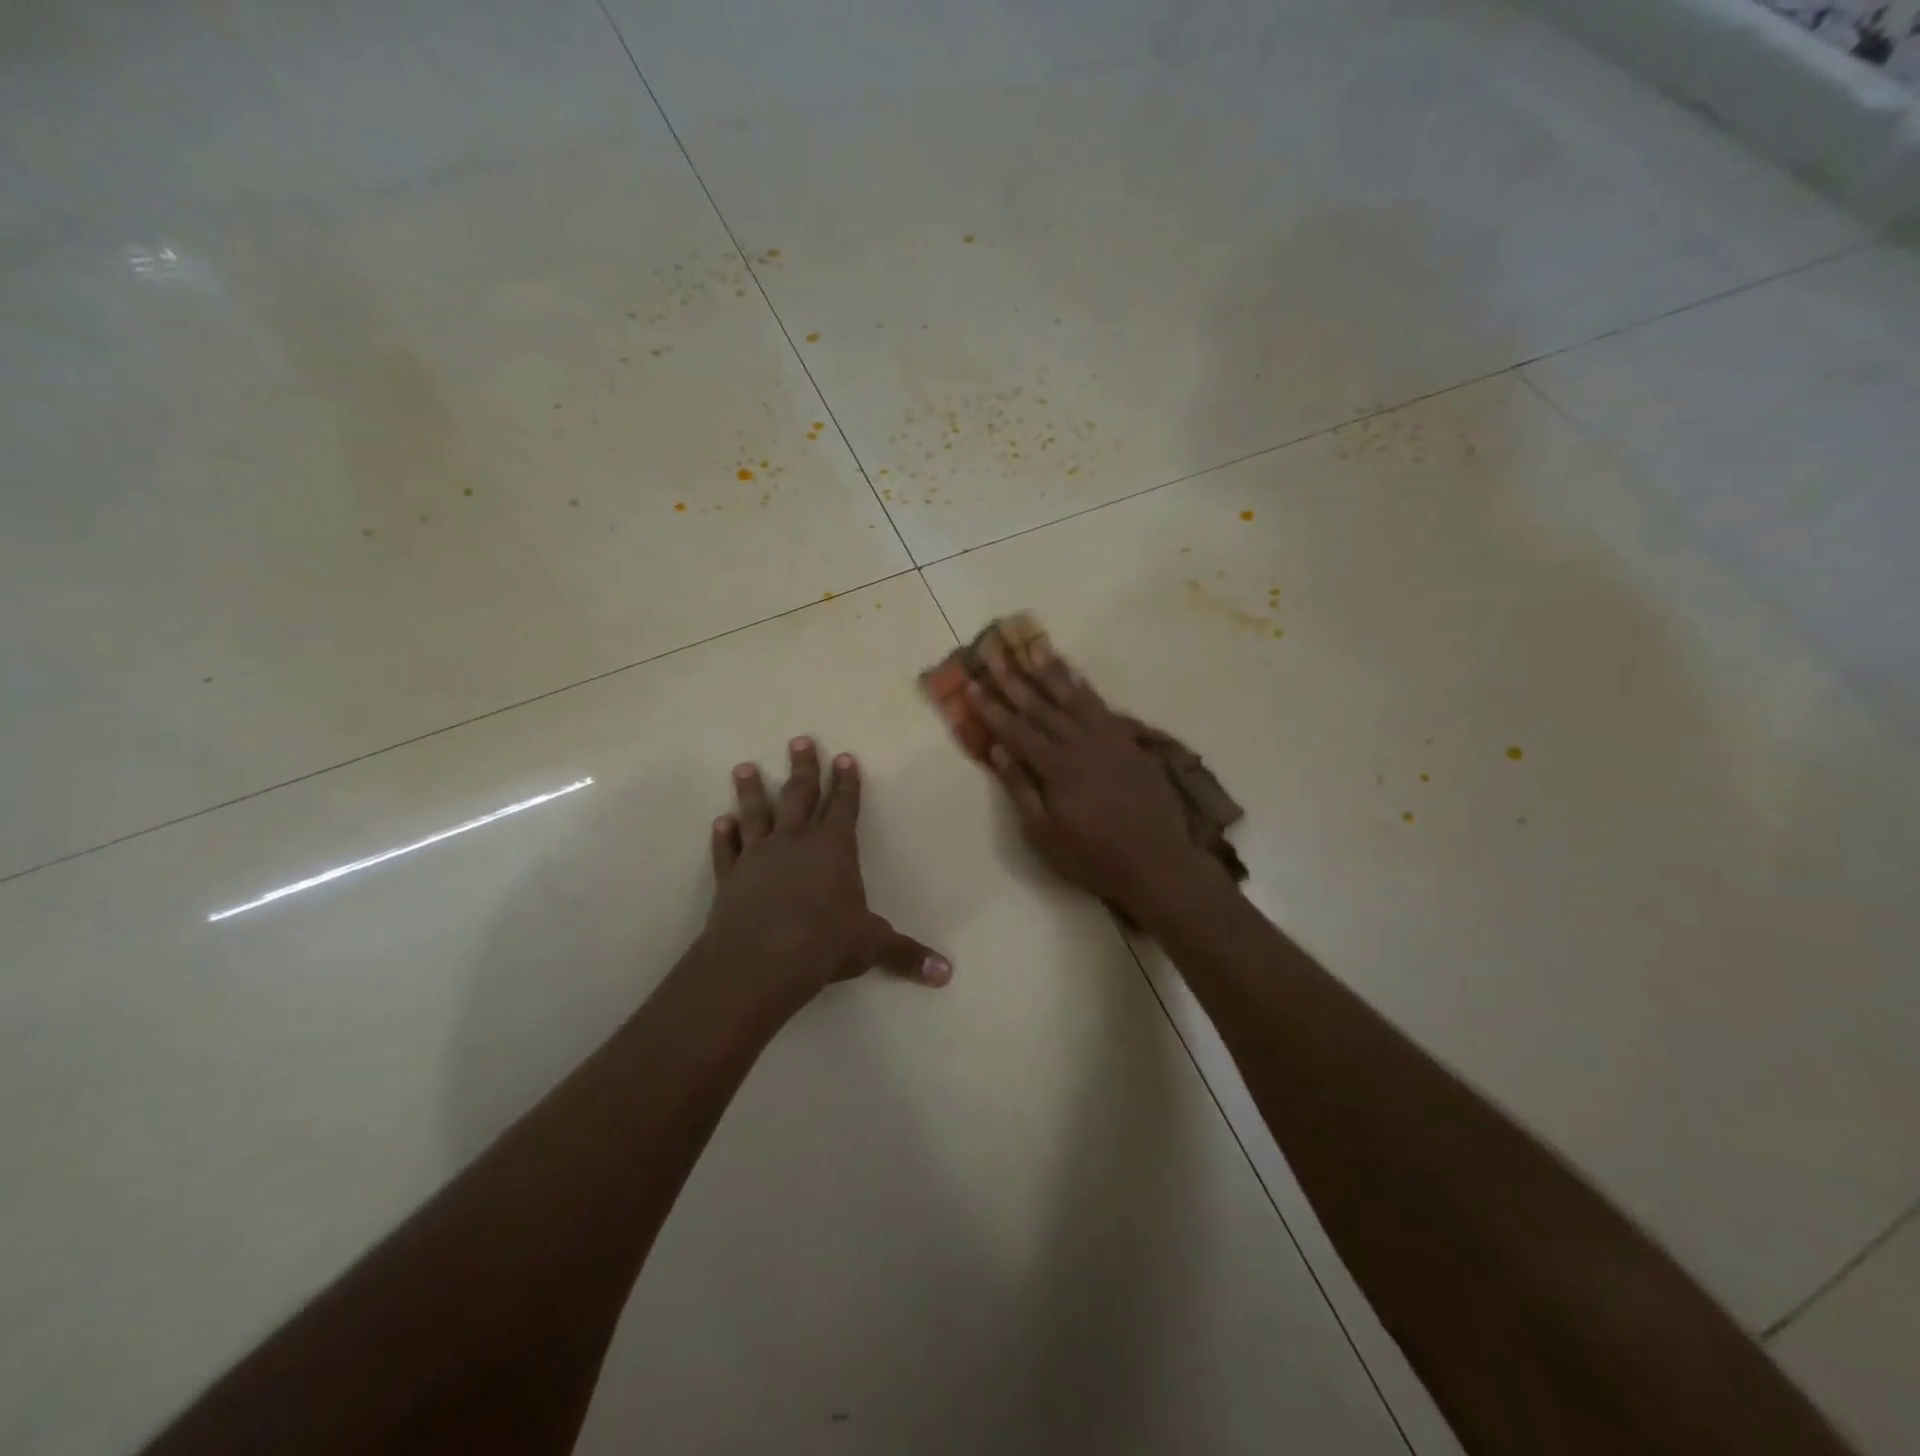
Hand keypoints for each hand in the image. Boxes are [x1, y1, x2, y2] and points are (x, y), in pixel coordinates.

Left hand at [702, 737, 950, 1004]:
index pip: (844, 806)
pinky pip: (727, 850)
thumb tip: (947, 974)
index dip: (846, 782)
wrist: (760, 960)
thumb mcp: (871, 946)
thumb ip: (906, 954)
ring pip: (756, 813)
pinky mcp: (730, 877)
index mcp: (834, 849)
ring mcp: (758, 856)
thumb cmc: (823, 944)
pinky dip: (723, 836)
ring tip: (745, 767)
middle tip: (799, 740)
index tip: (845, 757)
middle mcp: (795, 842)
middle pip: (799, 795)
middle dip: (803, 768)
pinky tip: (719, 822)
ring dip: (752, 790)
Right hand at [968, 638, 1226, 921]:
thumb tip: (998, 749)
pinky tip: (1075, 678)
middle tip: (994, 652)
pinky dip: (1085, 689)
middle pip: (1041, 705)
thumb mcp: (1043, 834)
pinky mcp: (1130, 743)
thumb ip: (1020, 788)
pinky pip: (1103, 706)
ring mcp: (1109, 739)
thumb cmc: (1092, 856)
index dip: (991, 707)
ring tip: (1034, 648)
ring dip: (1051, 672)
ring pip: (1074, 697)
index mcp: (1055, 766)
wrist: (1157, 863)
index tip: (971, 682)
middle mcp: (1080, 742)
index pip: (1015, 729)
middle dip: (1014, 678)